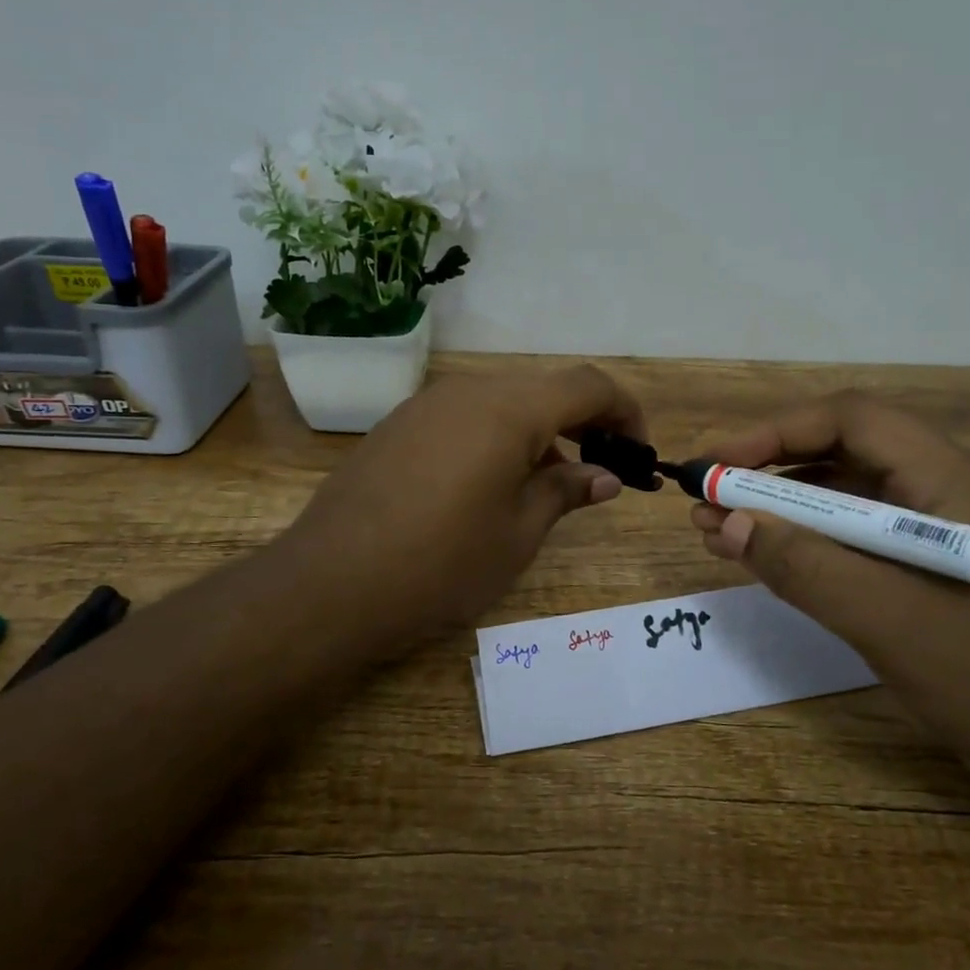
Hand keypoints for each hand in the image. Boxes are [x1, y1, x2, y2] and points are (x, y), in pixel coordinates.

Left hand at [280, 364, 643, 653]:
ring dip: (539, 433)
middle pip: (544, 390)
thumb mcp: (518, 533)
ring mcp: (427, 405)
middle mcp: (469, 392)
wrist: (331, 583)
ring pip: (503, 402)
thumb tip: (604, 476)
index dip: (624, 411)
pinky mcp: (399, 425)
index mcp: (509, 410)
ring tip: (548, 487)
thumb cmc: (442, 563)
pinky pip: (466, 417)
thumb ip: (566, 492)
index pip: (588, 385)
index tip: (638, 451)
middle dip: (584, 423)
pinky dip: (497, 438)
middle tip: (600, 472)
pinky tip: (491, 486)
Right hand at [692, 393, 969, 825]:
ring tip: (717, 530)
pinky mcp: (928, 570)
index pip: (851, 420)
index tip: (716, 465)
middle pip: (842, 453)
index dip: (774, 432)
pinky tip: (766, 558)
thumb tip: (725, 521)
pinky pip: (855, 538)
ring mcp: (937, 531)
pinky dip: (806, 543)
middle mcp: (944, 491)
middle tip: (704, 500)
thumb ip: (807, 568)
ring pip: (844, 497)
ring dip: (780, 507)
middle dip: (767, 471)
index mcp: (951, 482)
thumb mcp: (893, 625)